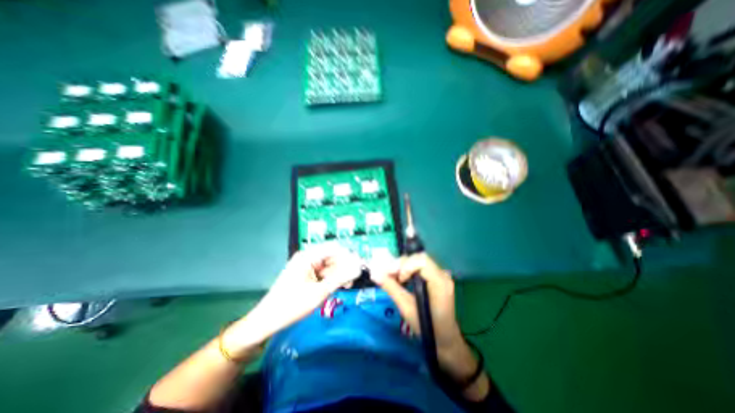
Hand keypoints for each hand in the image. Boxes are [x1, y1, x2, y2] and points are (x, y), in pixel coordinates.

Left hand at [224, 246, 360, 357]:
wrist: (267, 320)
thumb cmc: (292, 305)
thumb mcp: (319, 292)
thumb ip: (340, 278)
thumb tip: (357, 268)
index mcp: (308, 256)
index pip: (334, 248)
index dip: (348, 255)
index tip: (358, 267)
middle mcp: (307, 257)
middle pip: (332, 256)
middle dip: (344, 266)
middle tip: (353, 280)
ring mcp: (306, 266)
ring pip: (329, 265)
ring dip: (339, 273)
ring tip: (347, 286)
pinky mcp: (306, 274)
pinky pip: (323, 272)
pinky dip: (331, 278)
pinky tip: (337, 287)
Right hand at [371, 253, 460, 352]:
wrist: (445, 339)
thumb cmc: (427, 328)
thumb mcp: (406, 308)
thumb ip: (392, 288)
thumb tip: (375, 274)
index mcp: (440, 282)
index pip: (422, 260)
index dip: (406, 265)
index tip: (397, 278)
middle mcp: (443, 274)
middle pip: (419, 258)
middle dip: (402, 264)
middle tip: (389, 275)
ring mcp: (441, 275)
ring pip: (418, 261)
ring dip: (403, 266)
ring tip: (393, 277)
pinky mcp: (437, 278)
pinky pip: (420, 267)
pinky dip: (408, 270)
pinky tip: (401, 279)